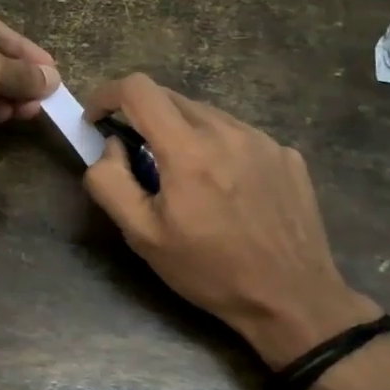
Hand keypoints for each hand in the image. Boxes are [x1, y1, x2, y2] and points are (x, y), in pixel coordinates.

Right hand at [82, 75, 379, 367]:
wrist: (292, 300)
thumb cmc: (209, 271)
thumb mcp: (142, 236)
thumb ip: (111, 182)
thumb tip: (111, 146)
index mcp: (188, 150)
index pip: (138, 89)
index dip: (107, 95)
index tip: (97, 121)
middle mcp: (227, 131)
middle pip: (170, 98)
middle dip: (142, 117)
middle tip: (138, 160)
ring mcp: (263, 140)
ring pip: (205, 115)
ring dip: (181, 133)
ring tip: (186, 179)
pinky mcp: (287, 154)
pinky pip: (238, 135)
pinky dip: (217, 148)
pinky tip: (226, 189)